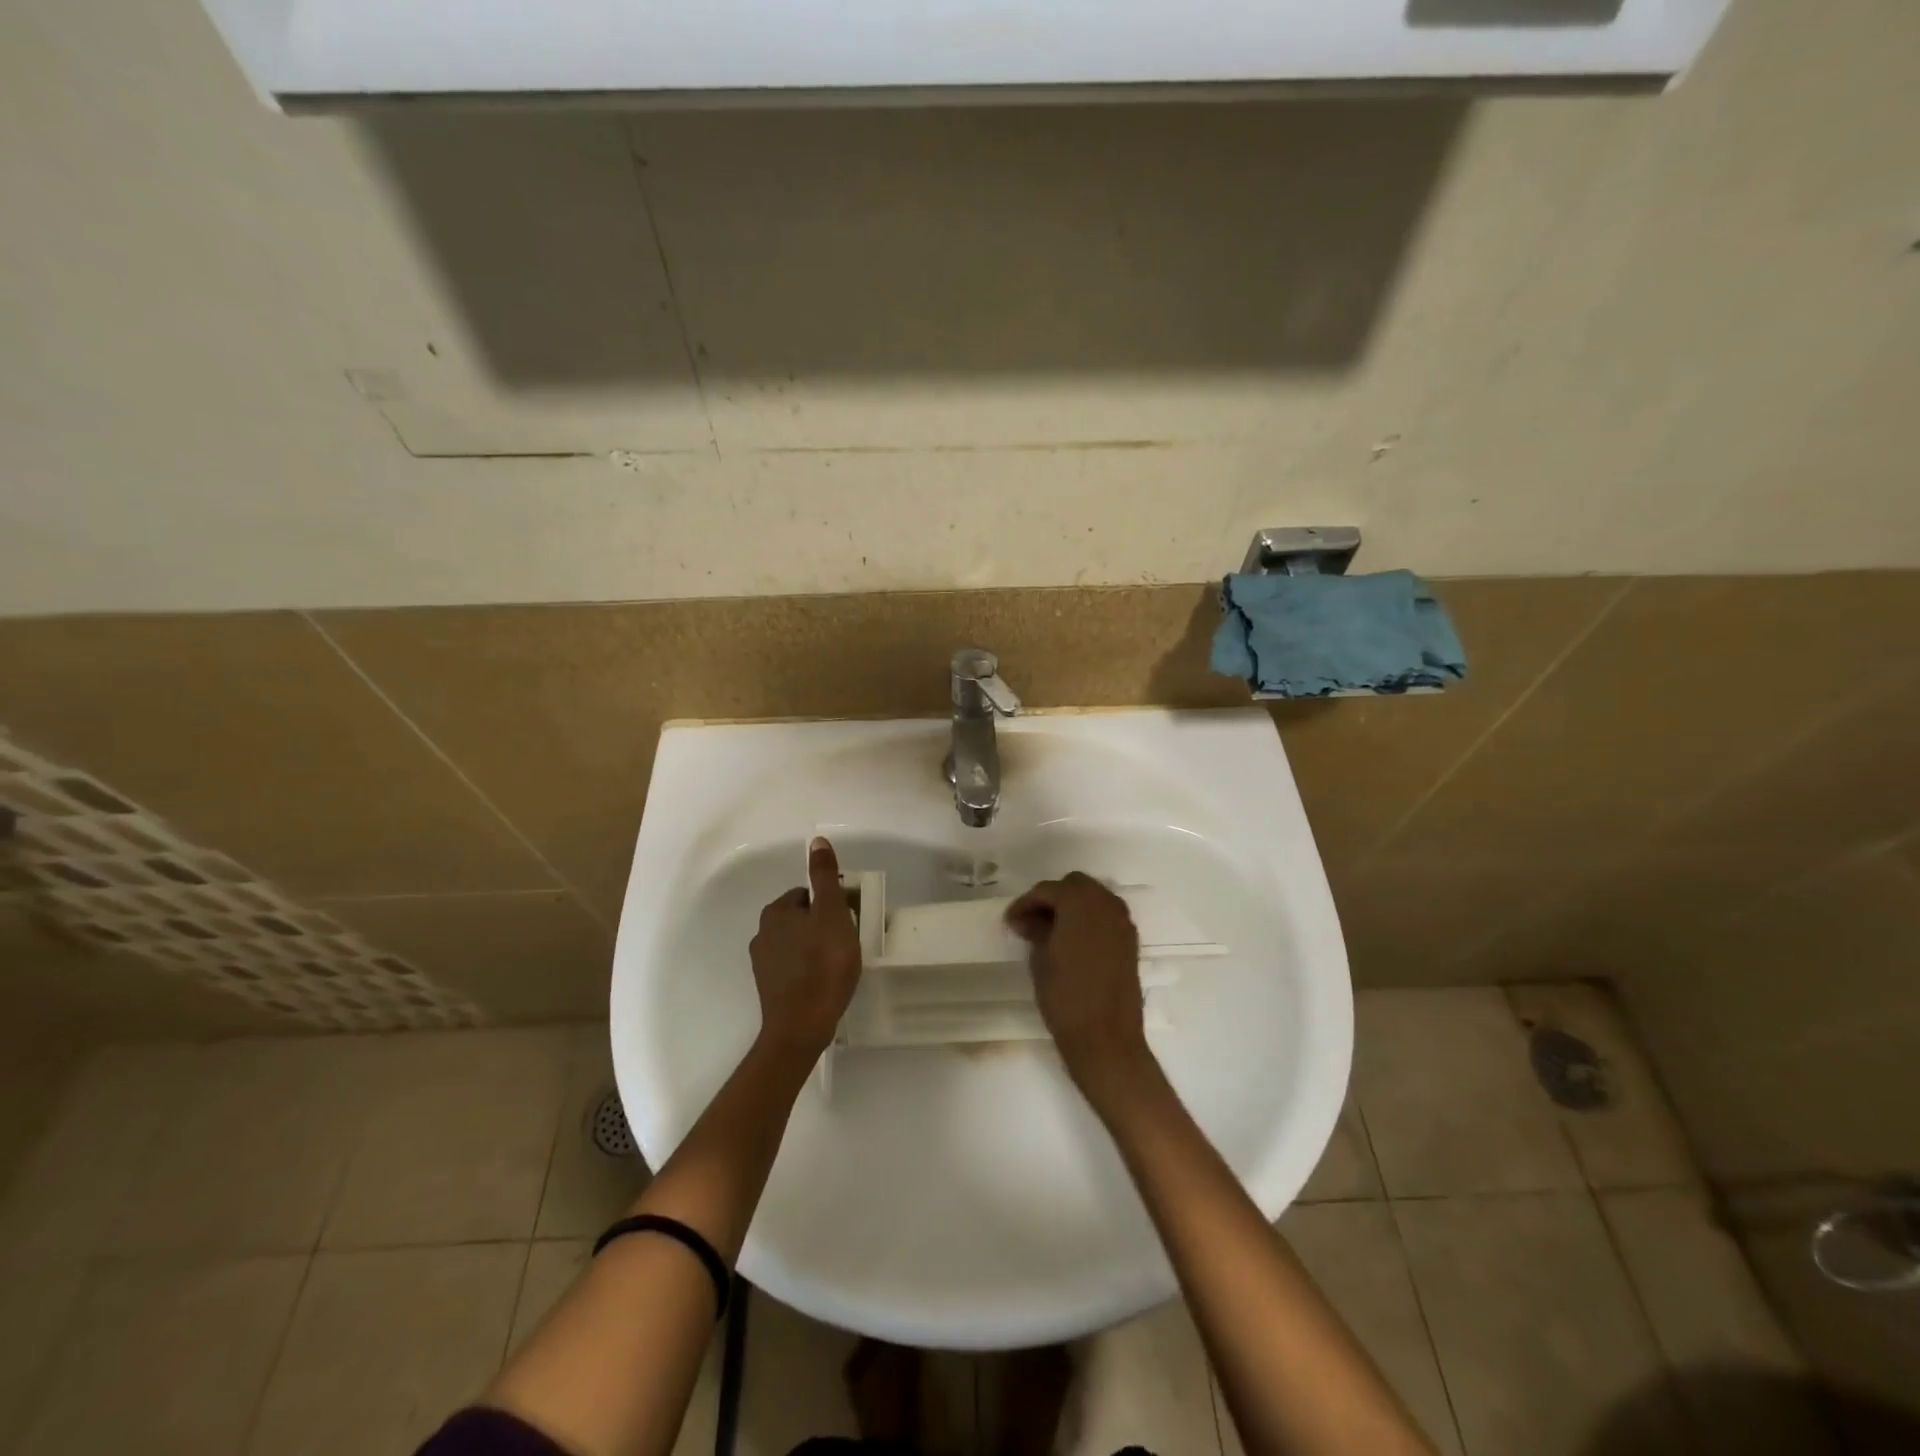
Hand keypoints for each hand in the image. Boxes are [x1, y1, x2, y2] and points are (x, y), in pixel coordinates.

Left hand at [750, 837, 862, 1057]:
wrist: (801, 1027)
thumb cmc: (823, 964)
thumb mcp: (832, 913)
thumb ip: (825, 877)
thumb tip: (816, 841)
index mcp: (776, 912)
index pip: (808, 894)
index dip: (832, 904)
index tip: (849, 920)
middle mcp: (762, 933)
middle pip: (802, 918)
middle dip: (824, 926)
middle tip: (847, 943)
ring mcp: (763, 963)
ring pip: (798, 943)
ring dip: (816, 948)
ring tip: (839, 965)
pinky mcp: (769, 988)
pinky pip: (794, 967)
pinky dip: (809, 969)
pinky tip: (825, 982)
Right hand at [1005, 872, 1151, 1103]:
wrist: (1106, 1038)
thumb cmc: (1066, 997)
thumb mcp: (1041, 959)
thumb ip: (1036, 930)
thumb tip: (1029, 919)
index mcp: (1081, 903)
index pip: (1048, 890)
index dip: (1026, 903)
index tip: (1011, 921)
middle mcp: (1106, 905)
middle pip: (1075, 885)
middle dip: (1052, 898)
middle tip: (1031, 920)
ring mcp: (1122, 923)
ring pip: (1094, 898)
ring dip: (1072, 906)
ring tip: (1050, 930)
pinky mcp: (1130, 942)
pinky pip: (1106, 916)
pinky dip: (1089, 920)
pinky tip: (1072, 941)